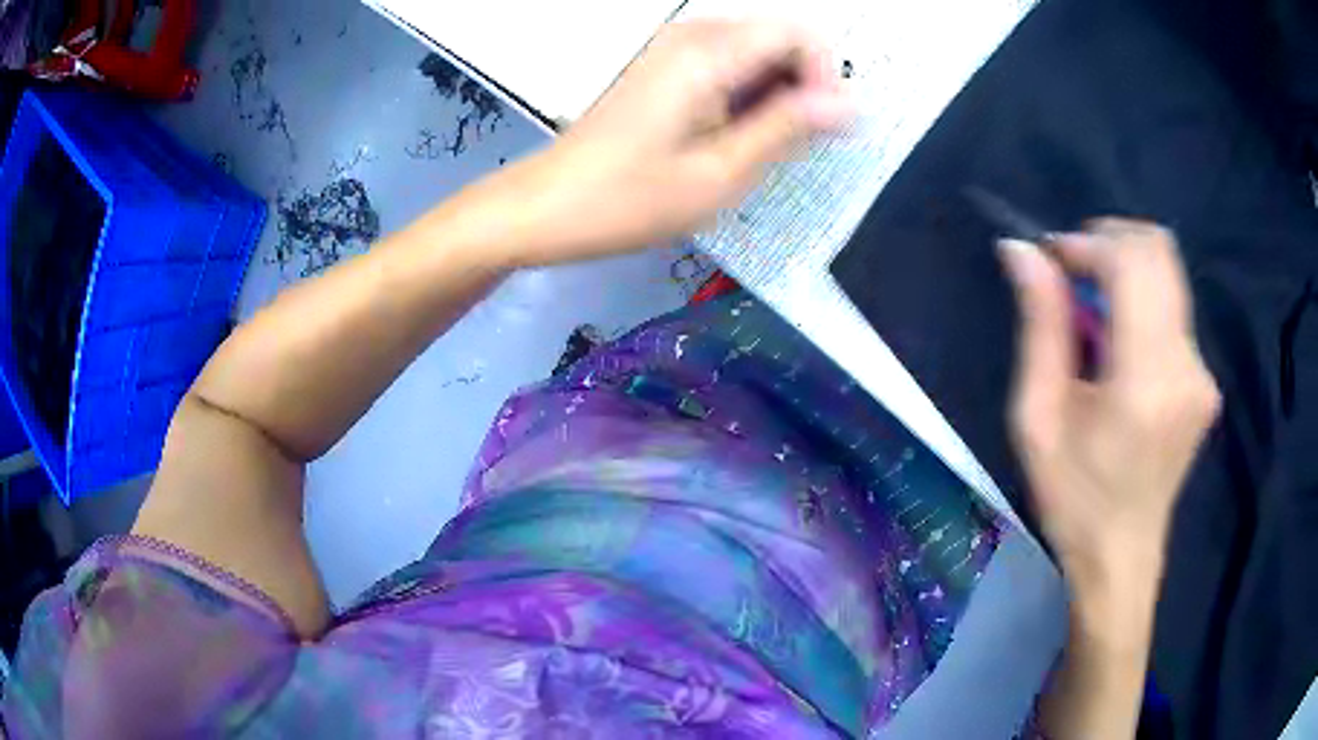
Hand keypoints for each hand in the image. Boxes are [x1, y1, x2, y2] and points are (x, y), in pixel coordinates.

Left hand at [506, 20, 850, 265]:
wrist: (546, 205)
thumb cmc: (629, 199)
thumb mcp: (720, 172)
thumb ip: (787, 128)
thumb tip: (848, 104)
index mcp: (708, 53)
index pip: (798, 33)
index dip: (824, 76)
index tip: (821, 128)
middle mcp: (693, 35)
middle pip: (778, 37)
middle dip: (801, 86)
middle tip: (790, 147)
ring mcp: (674, 48)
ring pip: (756, 52)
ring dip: (775, 95)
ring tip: (758, 148)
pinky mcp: (664, 66)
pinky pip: (728, 64)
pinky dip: (746, 95)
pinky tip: (732, 137)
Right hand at [1000, 220, 1220, 620]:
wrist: (1122, 558)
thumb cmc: (1073, 499)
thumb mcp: (1038, 419)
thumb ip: (1041, 326)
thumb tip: (1023, 250)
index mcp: (1145, 381)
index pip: (1130, 263)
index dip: (1086, 243)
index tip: (1051, 261)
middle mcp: (1186, 366)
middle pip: (1158, 251)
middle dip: (1109, 242)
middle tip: (1072, 277)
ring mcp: (1202, 373)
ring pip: (1168, 275)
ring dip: (1125, 273)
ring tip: (1092, 317)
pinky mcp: (1205, 380)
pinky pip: (1173, 309)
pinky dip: (1141, 303)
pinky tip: (1118, 347)